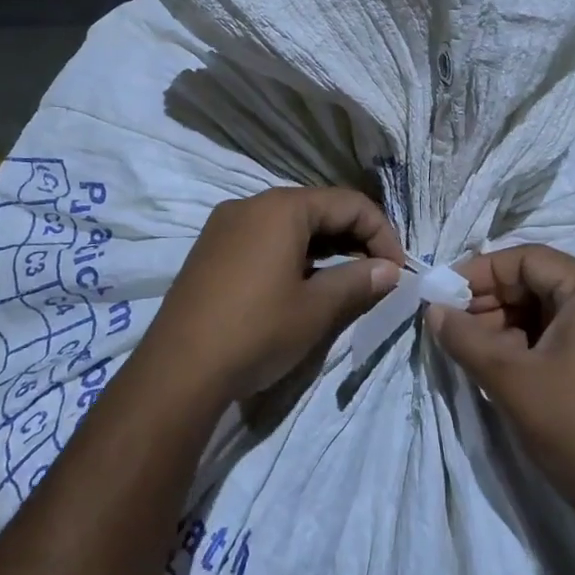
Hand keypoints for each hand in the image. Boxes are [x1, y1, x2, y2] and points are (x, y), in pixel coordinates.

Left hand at [144, 186, 405, 403]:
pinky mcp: (210, 251)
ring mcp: (225, 226)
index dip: (382, 233)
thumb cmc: (256, 331)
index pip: (349, 203)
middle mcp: (251, 205)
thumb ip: (358, 282)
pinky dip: (293, 255)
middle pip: (318, 209)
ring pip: (290, 225)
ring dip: (325, 248)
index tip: (397, 271)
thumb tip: (390, 271)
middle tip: (376, 276)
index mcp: (282, 207)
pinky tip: (302, 286)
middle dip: (354, 239)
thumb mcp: (316, 309)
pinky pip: (264, 239)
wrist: (177, 372)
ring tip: (345, 283)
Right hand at [429, 245, 574, 528]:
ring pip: (553, 308)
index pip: (529, 259)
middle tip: (456, 325)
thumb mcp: (509, 378)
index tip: (447, 294)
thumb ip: (465, 337)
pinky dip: (534, 340)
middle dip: (494, 300)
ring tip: (475, 348)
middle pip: (542, 281)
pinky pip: (570, 331)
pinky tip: (505, 362)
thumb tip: (434, 311)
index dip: (482, 272)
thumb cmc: (572, 425)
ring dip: (510, 322)